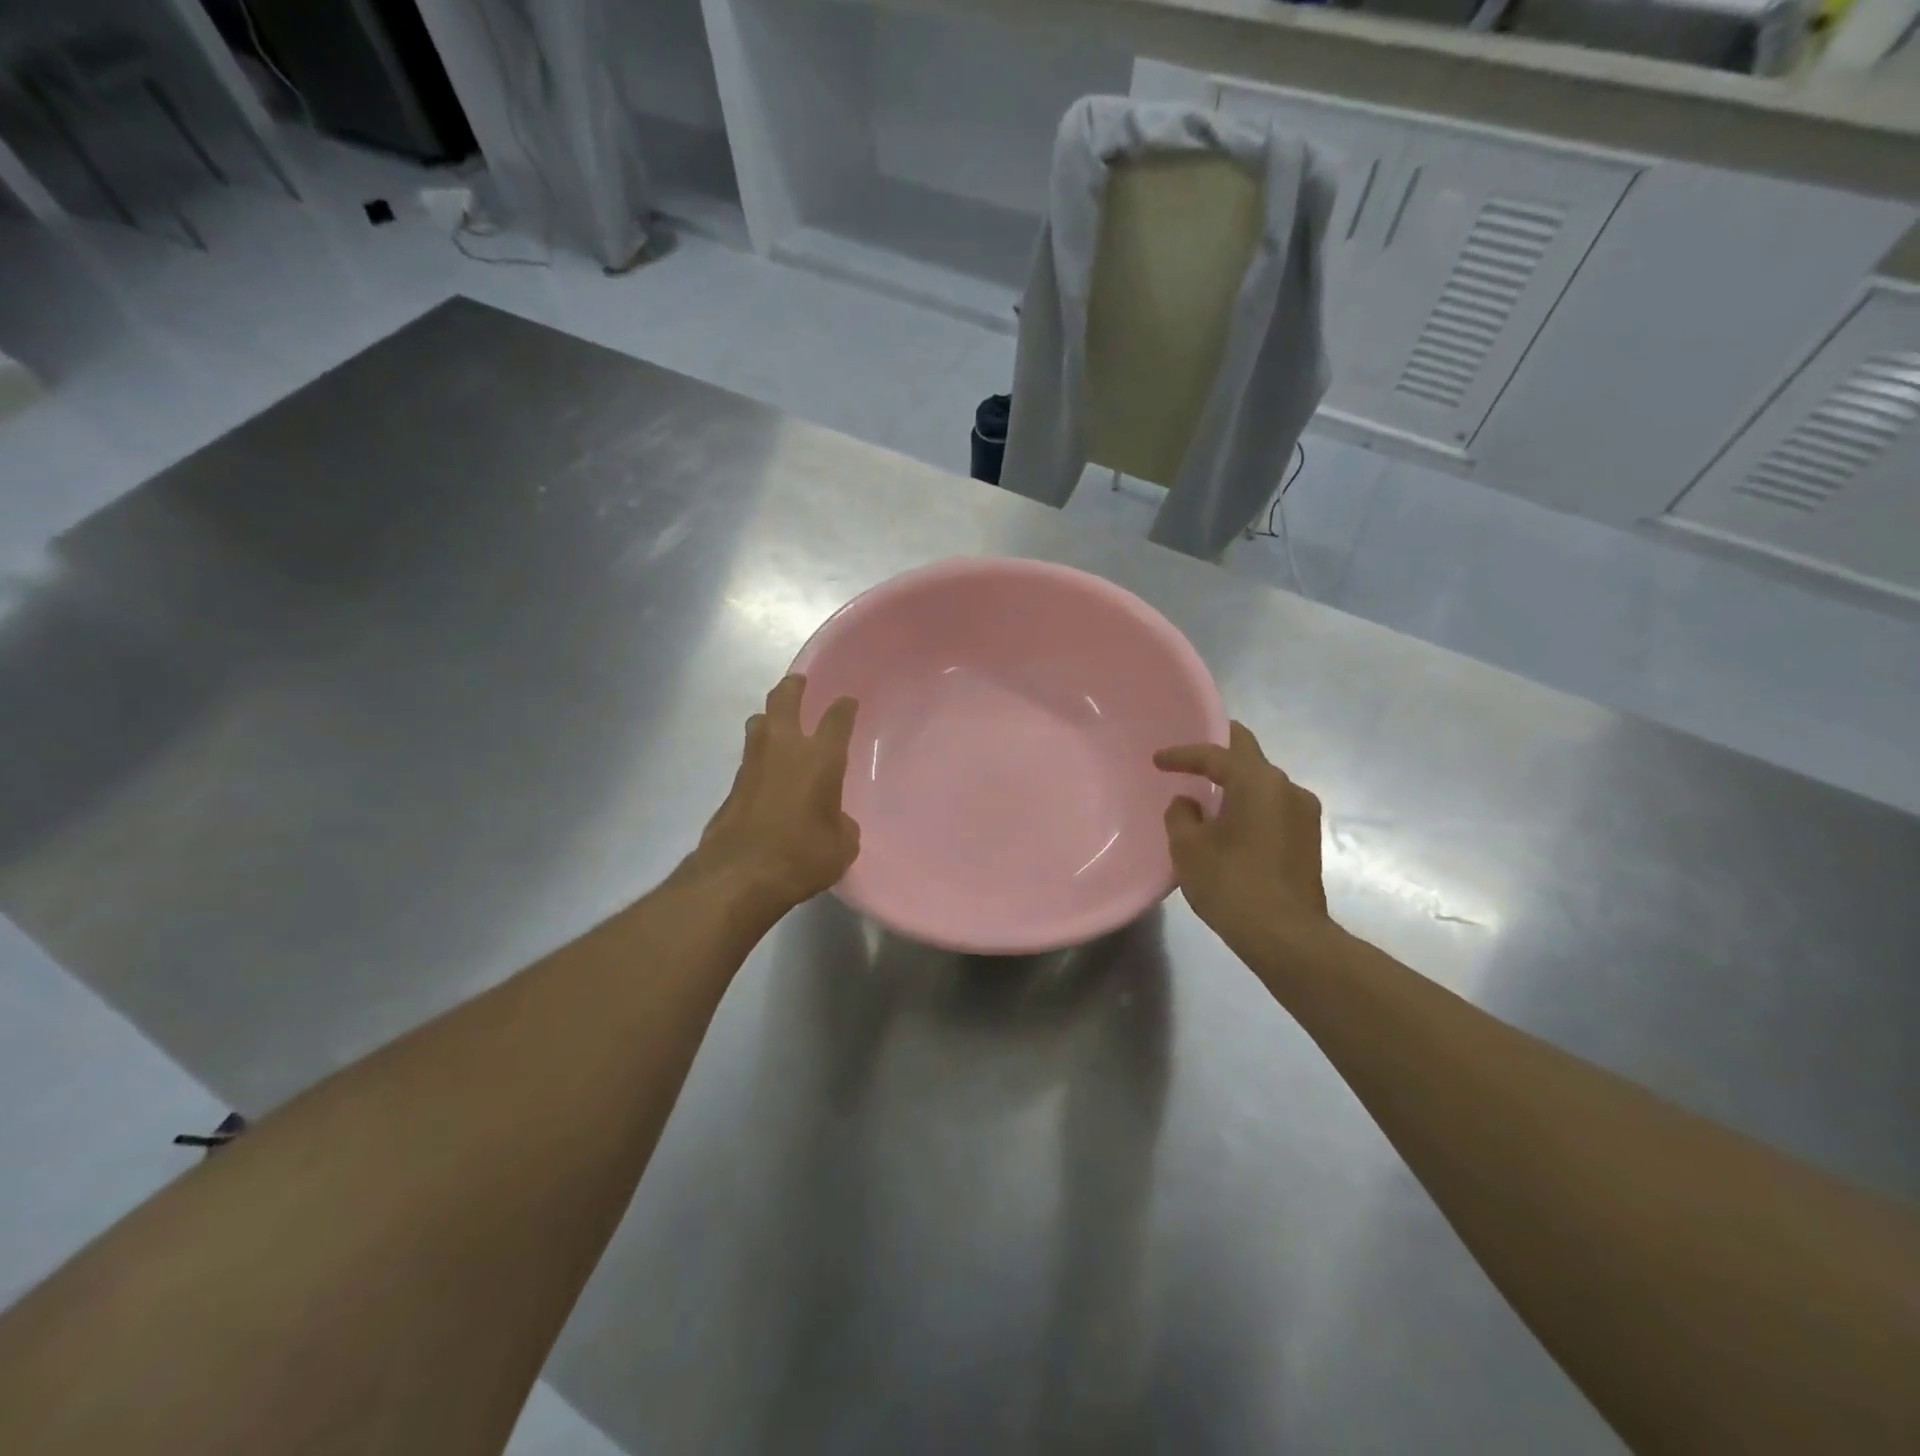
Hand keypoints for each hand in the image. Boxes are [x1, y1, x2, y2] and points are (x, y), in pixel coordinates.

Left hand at [688, 675, 860, 913]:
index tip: (848, 702)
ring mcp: (753, 764)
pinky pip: (749, 758)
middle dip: (793, 687)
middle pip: (784, 700)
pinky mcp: (732, 786)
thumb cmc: (802, 856)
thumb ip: (842, 824)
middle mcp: (784, 749)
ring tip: (777, 723)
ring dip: (769, 717)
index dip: (844, 707)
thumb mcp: (841, 846)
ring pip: (758, 723)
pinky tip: (767, 772)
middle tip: (799, 682)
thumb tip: (835, 820)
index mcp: (820, 757)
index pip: (836, 718)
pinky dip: (759, 756)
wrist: (739, 876)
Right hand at [1155, 722, 1330, 951]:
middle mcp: (1287, 788)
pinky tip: (1230, 820)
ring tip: (1208, 792)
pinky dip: (1249, 804)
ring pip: (1263, 782)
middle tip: (1193, 755)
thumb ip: (1181, 815)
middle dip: (1220, 749)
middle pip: (1249, 754)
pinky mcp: (1308, 839)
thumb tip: (1188, 804)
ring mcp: (1304, 813)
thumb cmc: (1231, 884)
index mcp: (1257, 781)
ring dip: (1236, 782)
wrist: (1286, 937)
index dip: (1182, 754)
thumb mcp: (1188, 847)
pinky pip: (1272, 805)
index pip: (1214, 754)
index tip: (1157, 760)